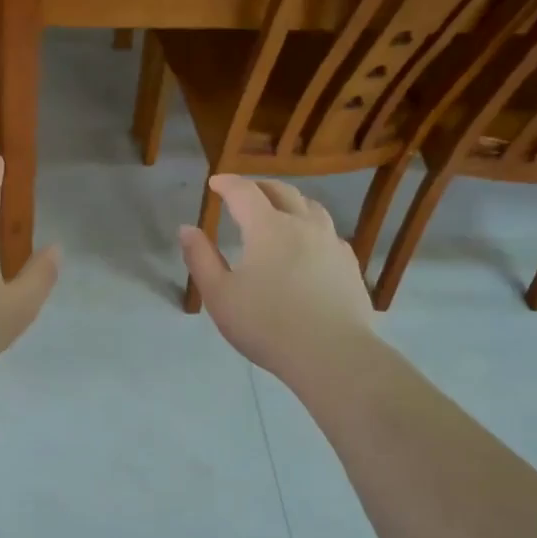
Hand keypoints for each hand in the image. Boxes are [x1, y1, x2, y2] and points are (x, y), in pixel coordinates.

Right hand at [179, 175, 376, 387]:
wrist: (332, 354)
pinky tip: (309, 244)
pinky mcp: (349, 264)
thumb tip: (187, 229)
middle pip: (281, 192)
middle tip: (244, 192)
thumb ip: (201, 258)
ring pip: (311, 207)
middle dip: (259, 186)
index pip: (244, 192)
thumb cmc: (267, 325)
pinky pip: (329, 232)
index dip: (227, 183)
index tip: (215, 182)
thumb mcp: (219, 296)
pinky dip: (312, 226)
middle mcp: (303, 225)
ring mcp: (331, 243)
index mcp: (268, 228)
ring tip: (279, 210)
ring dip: (290, 201)